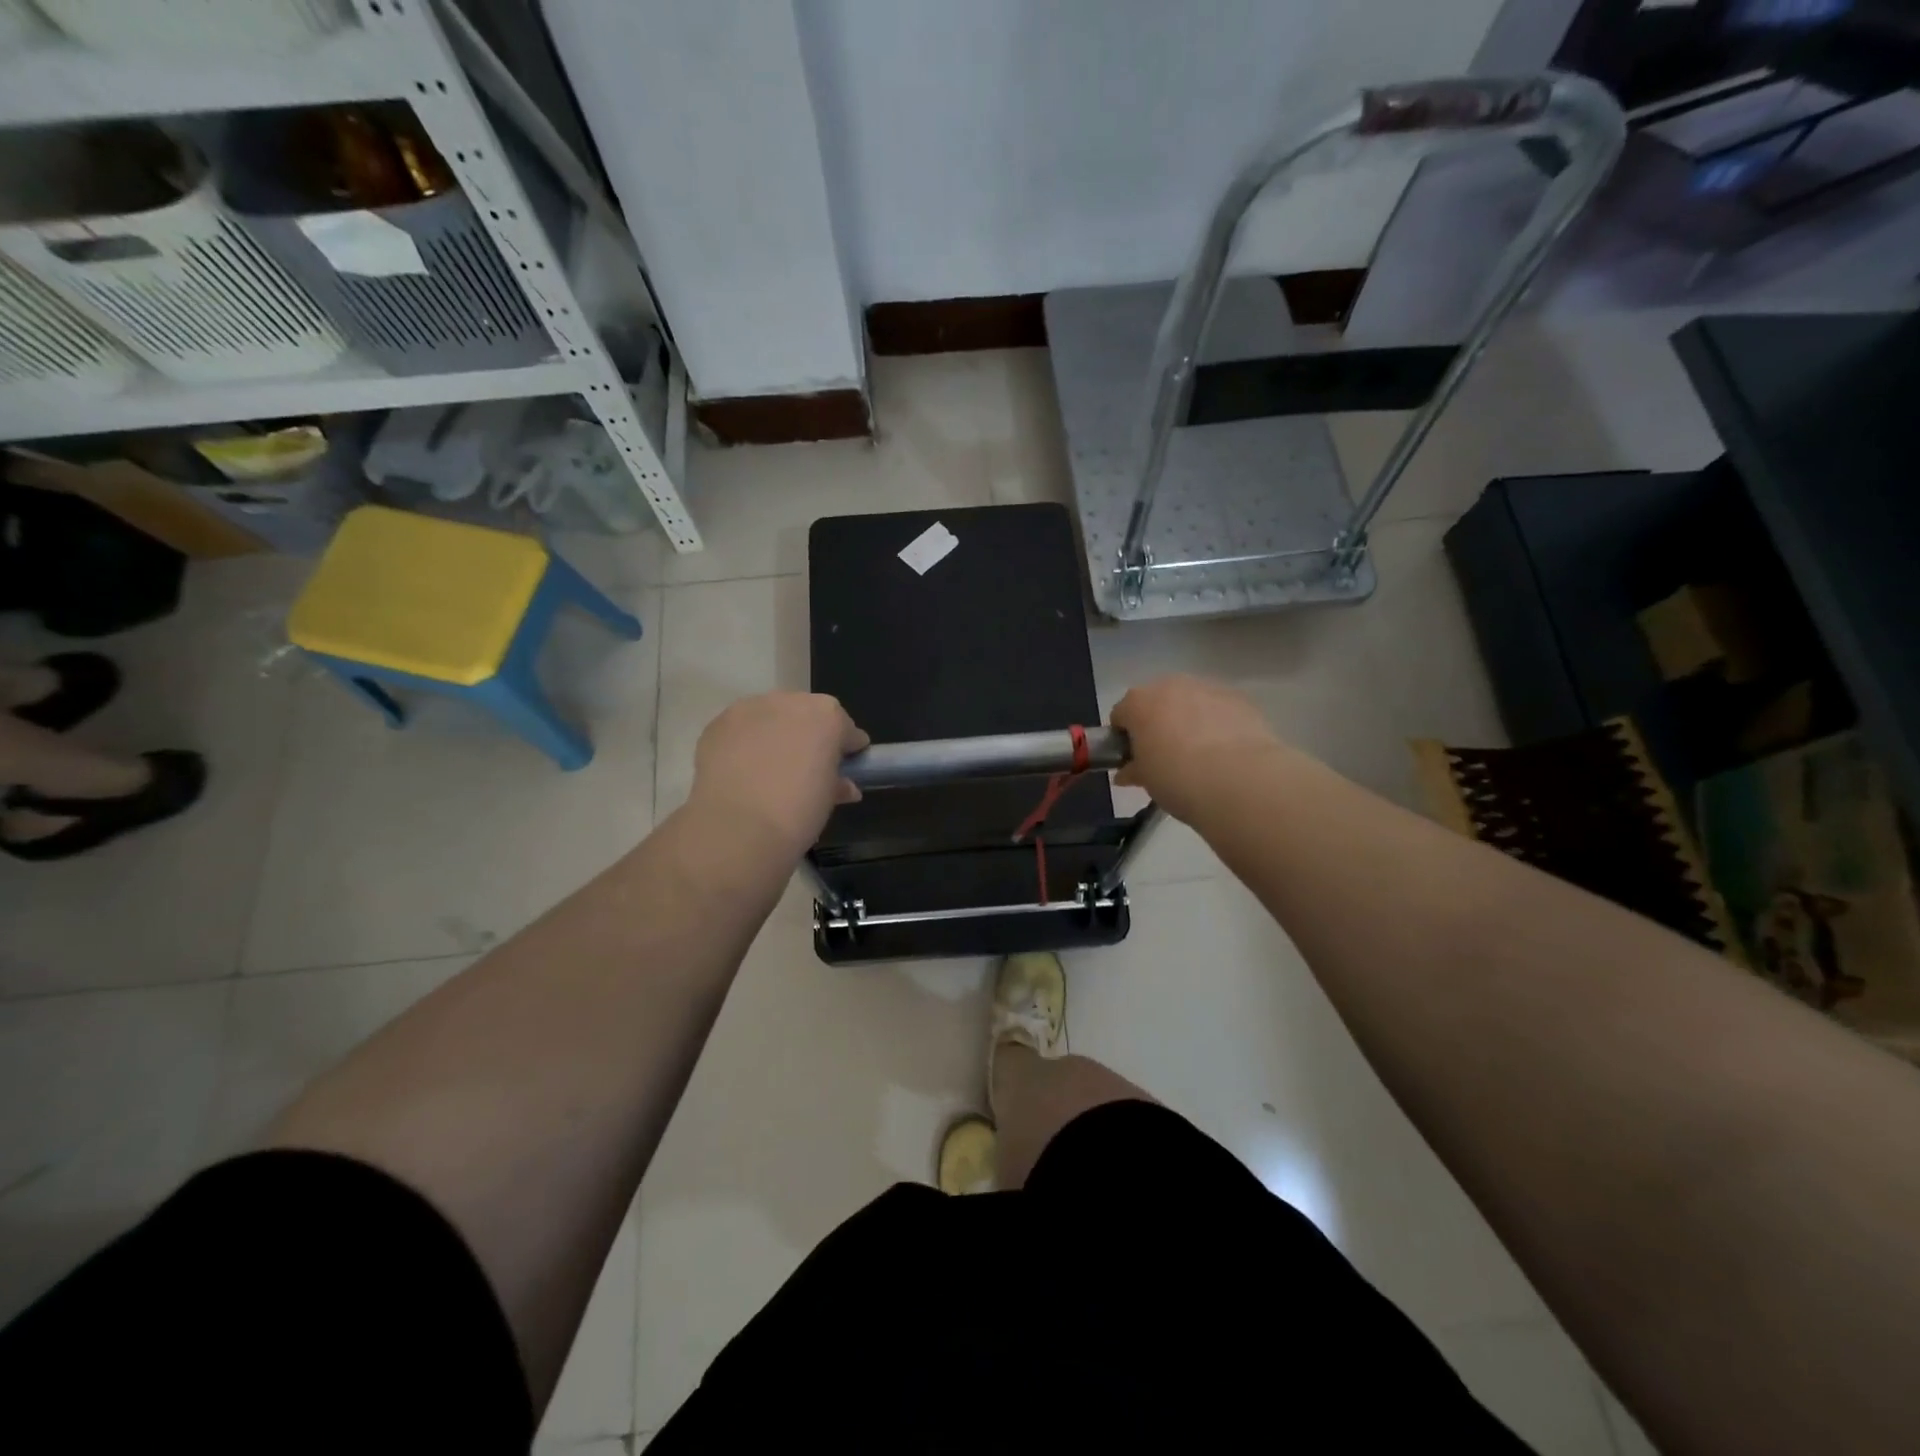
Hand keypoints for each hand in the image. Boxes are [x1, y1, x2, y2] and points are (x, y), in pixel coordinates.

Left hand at [689, 692, 868, 853]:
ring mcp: (750, 709)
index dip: (847, 749)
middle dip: (809, 736)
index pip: (846, 729)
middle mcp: (790, 702)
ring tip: (769, 768)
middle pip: (807, 715)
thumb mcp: (828, 799)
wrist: (738, 827)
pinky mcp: (718, 723)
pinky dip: (745, 743)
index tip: (845, 768)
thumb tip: (842, 785)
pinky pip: (741, 729)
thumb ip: (838, 783)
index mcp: (827, 716)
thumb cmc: (798, 812)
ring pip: (771, 717)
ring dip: (775, 735)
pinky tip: (742, 770)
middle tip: (805, 768)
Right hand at [1111, 674, 1283, 822]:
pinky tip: (1225, 751)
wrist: (1238, 779)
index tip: (1134, 759)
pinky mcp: (1239, 698)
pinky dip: (1217, 723)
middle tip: (1166, 757)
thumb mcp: (1145, 779)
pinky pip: (1218, 708)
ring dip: (1189, 720)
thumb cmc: (1176, 777)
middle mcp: (1169, 685)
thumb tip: (1127, 772)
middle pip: (1156, 702)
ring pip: (1190, 702)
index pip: (1120, 715)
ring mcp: (1207, 687)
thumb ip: (1133, 770)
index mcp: (1138, 702)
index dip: (1124, 738)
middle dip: (1157, 724)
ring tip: (1200, 755)